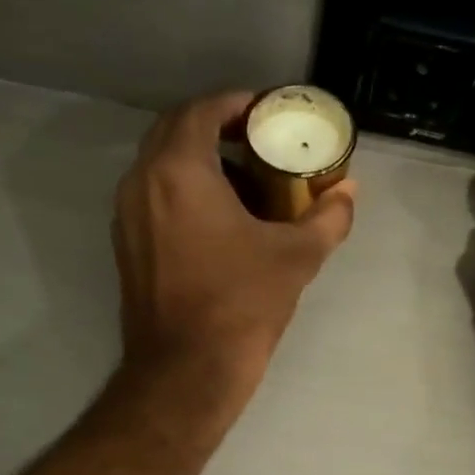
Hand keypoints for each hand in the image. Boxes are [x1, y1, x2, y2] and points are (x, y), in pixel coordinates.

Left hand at [114, 91, 356, 390]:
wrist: (185, 370)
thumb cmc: (241, 305)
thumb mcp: (296, 257)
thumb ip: (328, 217)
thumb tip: (349, 191)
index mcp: (178, 171)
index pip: (201, 110)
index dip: (236, 103)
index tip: (267, 112)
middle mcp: (141, 182)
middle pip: (174, 130)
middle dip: (215, 126)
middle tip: (257, 140)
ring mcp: (126, 215)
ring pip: (159, 164)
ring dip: (197, 158)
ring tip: (243, 178)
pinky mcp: (125, 244)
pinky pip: (152, 195)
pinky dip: (182, 188)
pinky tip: (219, 217)